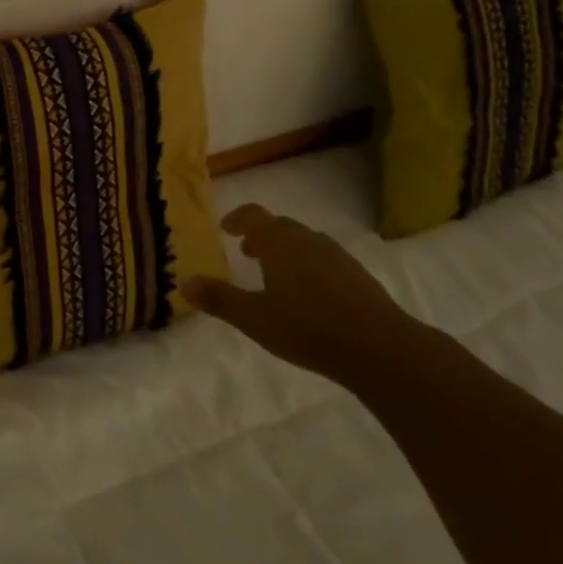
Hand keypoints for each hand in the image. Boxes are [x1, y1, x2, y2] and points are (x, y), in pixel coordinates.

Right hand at [182, 204, 411, 381]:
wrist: (378, 347)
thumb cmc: (307, 328)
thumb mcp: (254, 318)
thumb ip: (219, 299)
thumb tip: (183, 282)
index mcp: (278, 243)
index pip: (253, 216)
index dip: (238, 218)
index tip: (227, 227)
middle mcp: (307, 240)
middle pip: (280, 226)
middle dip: (262, 235)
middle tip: (247, 251)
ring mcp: (336, 256)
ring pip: (304, 242)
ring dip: (286, 250)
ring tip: (277, 273)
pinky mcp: (358, 275)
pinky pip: (325, 259)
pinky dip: (310, 266)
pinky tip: (312, 294)